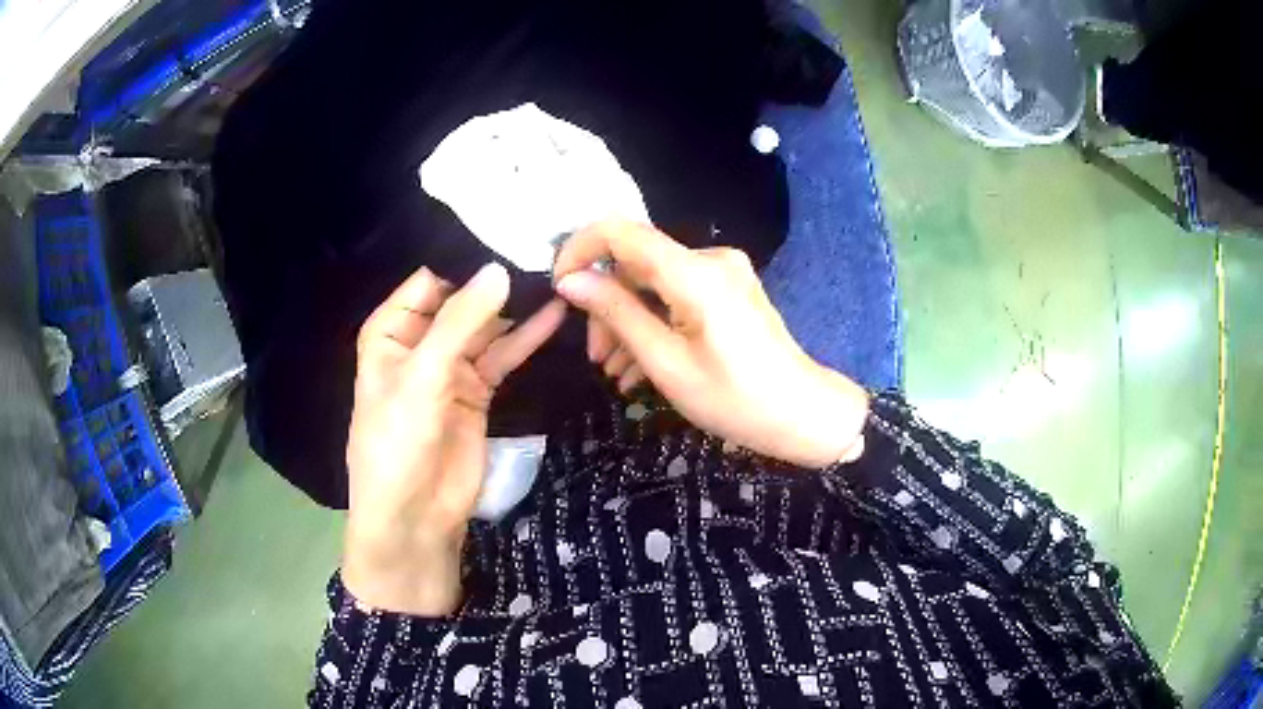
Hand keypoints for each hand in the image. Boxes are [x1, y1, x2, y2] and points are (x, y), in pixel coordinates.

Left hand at [344, 264, 564, 614]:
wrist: (415, 516)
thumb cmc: (398, 442)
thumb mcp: (421, 376)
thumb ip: (460, 322)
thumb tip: (499, 270)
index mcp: (391, 331)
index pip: (430, 280)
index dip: (467, 261)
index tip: (512, 237)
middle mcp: (419, 342)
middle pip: (462, 300)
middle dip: (497, 282)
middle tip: (547, 253)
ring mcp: (451, 367)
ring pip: (487, 327)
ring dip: (516, 307)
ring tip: (558, 278)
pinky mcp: (477, 391)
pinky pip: (503, 355)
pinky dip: (526, 337)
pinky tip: (554, 315)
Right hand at [553, 221, 868, 468]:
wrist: (801, 414)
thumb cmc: (734, 398)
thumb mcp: (666, 362)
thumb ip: (616, 313)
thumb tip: (570, 281)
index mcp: (693, 271)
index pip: (620, 231)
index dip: (580, 249)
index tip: (559, 287)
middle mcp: (709, 258)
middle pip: (636, 263)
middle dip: (607, 305)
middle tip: (595, 357)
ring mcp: (722, 273)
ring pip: (654, 282)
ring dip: (629, 320)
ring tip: (614, 371)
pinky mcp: (728, 290)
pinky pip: (677, 294)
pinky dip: (655, 322)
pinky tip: (640, 365)